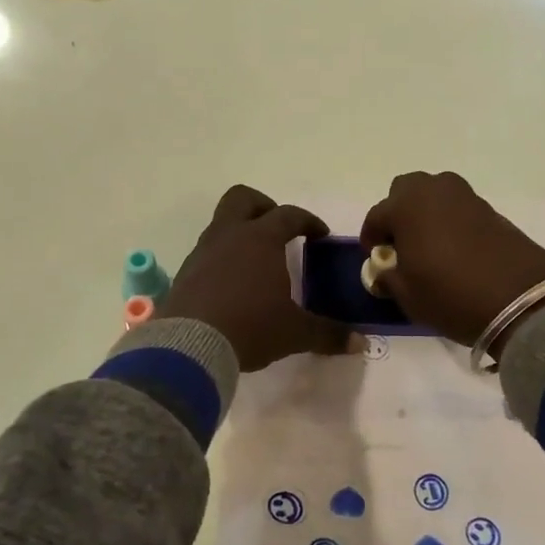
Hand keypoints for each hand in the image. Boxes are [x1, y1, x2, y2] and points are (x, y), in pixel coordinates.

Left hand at [160, 186, 356, 370]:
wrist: (190, 346)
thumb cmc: (251, 327)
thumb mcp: (295, 333)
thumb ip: (328, 334)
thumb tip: (360, 342)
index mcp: (261, 239)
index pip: (289, 215)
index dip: (308, 221)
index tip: (320, 234)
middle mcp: (230, 235)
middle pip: (243, 198)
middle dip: (264, 207)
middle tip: (279, 230)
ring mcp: (203, 251)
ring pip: (221, 224)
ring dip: (240, 233)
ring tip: (256, 262)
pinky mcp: (185, 272)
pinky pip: (207, 251)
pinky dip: (222, 258)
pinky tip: (231, 284)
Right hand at [360, 173, 544, 352]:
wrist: (520, 300)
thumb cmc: (451, 296)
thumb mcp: (407, 296)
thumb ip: (388, 277)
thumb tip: (385, 269)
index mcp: (406, 206)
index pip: (376, 215)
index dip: (371, 237)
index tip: (375, 258)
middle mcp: (434, 191)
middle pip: (405, 189)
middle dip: (398, 211)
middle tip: (401, 242)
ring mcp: (465, 196)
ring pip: (434, 193)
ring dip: (426, 211)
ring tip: (428, 243)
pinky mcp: (490, 208)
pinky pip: (458, 206)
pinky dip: (450, 219)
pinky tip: (454, 247)